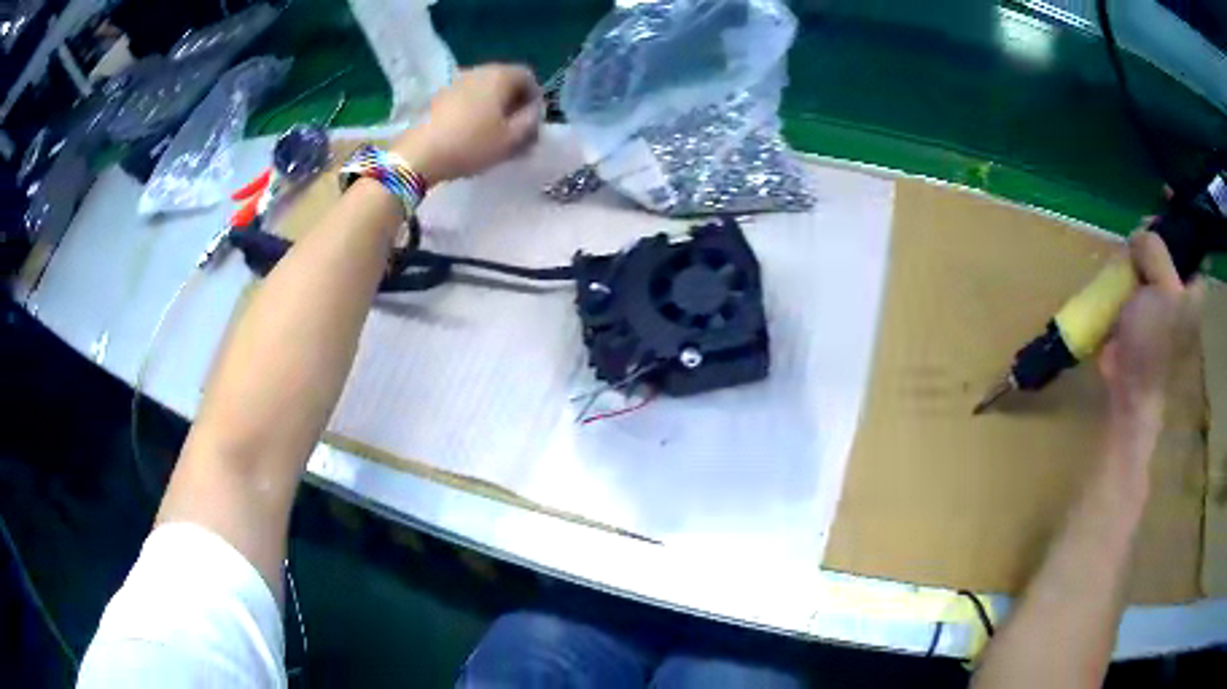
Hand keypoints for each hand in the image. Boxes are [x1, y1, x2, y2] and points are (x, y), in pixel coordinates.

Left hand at [392, 64, 541, 184]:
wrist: (419, 154)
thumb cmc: (471, 144)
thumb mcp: (511, 139)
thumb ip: (530, 121)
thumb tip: (533, 111)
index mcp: (500, 75)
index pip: (528, 76)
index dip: (535, 98)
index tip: (533, 122)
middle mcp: (479, 71)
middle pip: (505, 81)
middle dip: (514, 103)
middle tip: (516, 129)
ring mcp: (455, 82)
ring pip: (485, 90)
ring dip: (493, 107)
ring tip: (493, 134)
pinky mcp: (439, 96)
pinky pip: (466, 98)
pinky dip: (475, 111)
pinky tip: (471, 133)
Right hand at [1097, 228, 1203, 430]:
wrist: (1131, 391)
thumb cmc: (1154, 344)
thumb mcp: (1163, 290)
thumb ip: (1155, 250)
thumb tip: (1140, 235)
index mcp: (1192, 284)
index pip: (1190, 237)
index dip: (1179, 214)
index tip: (1162, 196)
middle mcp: (1179, 287)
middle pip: (1166, 242)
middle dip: (1151, 234)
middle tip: (1137, 237)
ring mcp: (1158, 299)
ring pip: (1147, 257)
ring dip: (1134, 253)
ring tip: (1124, 259)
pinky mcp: (1139, 310)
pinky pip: (1132, 276)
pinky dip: (1123, 271)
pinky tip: (1117, 273)